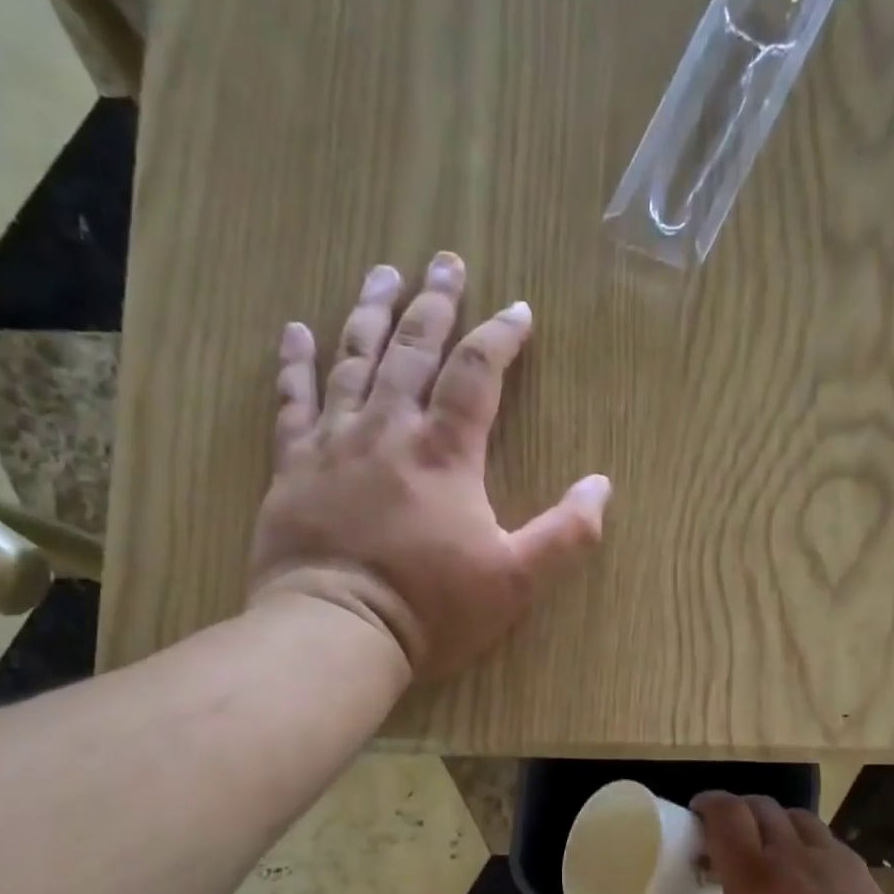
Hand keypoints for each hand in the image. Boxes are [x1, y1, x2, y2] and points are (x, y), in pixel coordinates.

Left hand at [248, 253, 611, 678]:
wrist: (336, 632)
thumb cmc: (433, 609)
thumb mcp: (516, 581)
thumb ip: (566, 534)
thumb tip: (602, 486)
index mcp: (445, 453)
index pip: (478, 373)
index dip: (501, 337)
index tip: (519, 311)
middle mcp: (389, 431)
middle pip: (412, 348)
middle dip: (434, 302)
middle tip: (445, 260)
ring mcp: (334, 444)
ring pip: (353, 360)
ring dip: (370, 312)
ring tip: (383, 273)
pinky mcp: (292, 468)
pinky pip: (292, 402)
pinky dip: (295, 364)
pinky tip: (297, 331)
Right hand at [668, 793, 893, 893]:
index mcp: (752, 876)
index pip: (726, 813)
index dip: (708, 803)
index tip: (697, 813)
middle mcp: (791, 855)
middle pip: (761, 806)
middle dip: (738, 810)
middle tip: (728, 834)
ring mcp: (833, 862)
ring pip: (798, 818)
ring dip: (775, 822)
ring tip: (769, 848)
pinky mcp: (863, 876)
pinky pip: (829, 842)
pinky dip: (808, 844)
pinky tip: (808, 875)